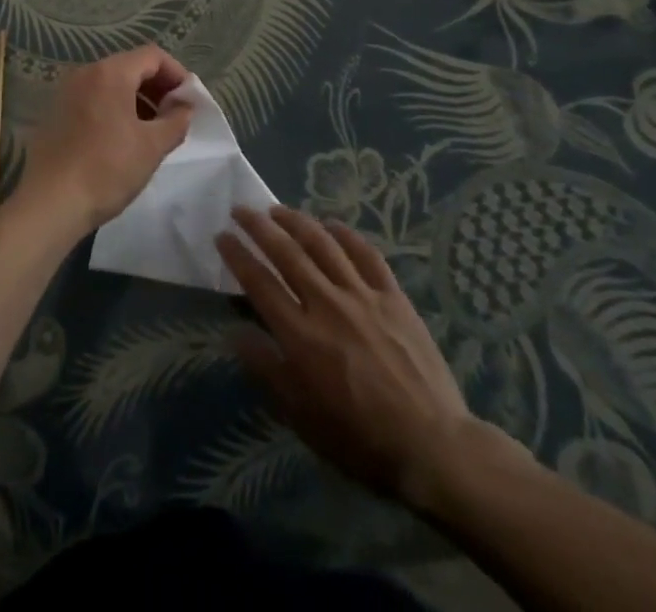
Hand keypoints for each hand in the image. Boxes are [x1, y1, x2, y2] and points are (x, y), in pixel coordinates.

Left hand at [14, 45, 192, 238]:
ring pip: (111, 84)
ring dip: (137, 99)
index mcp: (110, 73)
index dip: (176, 73)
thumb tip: (184, 107)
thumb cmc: (107, 169)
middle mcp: (85, 73)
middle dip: (157, 87)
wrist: (50, 203)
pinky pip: (93, 99)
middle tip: (174, 116)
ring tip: (152, 131)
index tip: (189, 101)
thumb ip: (176, 120)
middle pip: (130, 66)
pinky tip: (122, 139)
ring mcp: (66, 92)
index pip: (152, 56)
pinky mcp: (56, 113)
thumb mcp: (152, 146)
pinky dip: (114, 109)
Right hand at [216, 205, 487, 509]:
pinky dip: (346, 234)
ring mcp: (363, 295)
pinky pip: (366, 254)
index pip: (259, 282)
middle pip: (286, 252)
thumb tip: (236, 333)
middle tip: (241, 209)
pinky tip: (332, 225)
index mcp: (301, 335)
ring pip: (323, 244)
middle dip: (259, 226)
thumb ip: (267, 370)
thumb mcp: (302, 417)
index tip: (221, 236)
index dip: (237, 255)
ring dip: (296, 221)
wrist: (433, 445)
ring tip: (277, 209)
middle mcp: (327, 304)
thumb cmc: (360, 439)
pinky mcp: (393, 296)